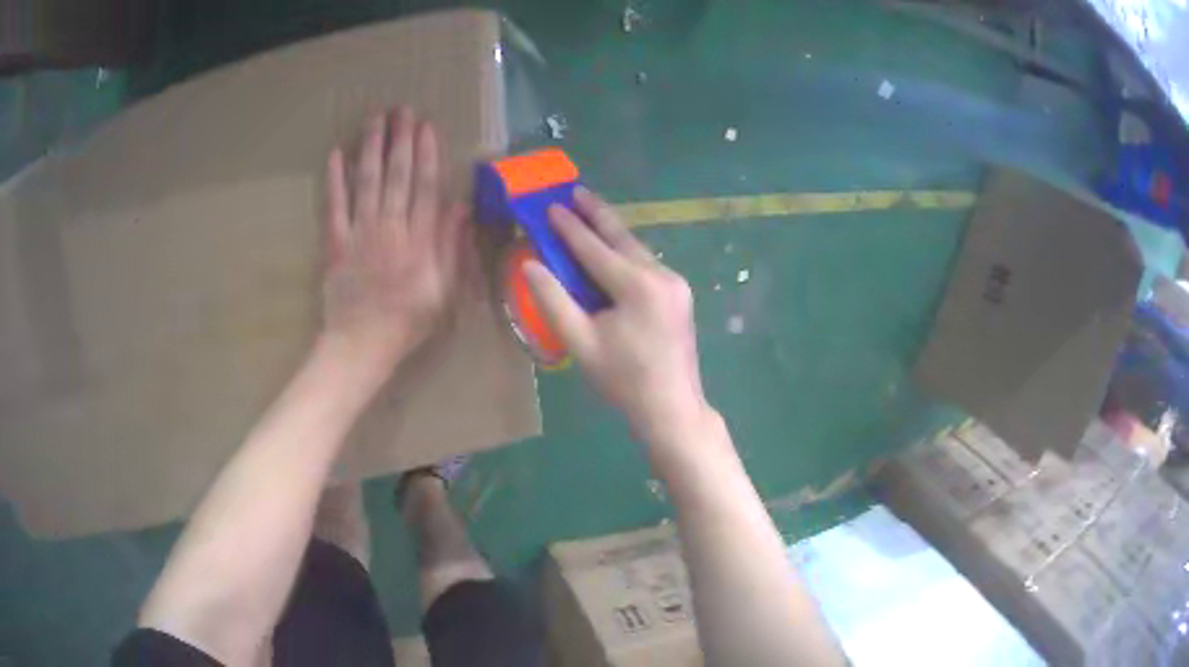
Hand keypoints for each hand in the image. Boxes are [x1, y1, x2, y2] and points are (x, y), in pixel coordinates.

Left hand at [321, 108, 468, 374]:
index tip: (428, 126)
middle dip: (400, 139)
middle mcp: (390, 228)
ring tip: (375, 118)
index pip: (426, 186)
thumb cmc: (407, 323)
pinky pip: (334, 205)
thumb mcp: (444, 293)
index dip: (428, 153)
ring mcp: (360, 233)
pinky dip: (334, 179)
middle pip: (397, 175)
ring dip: (371, 147)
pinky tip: (335, 154)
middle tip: (402, 109)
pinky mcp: (335, 242)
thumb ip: (452, 249)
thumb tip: (460, 208)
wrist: (360, 345)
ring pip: (367, 181)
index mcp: (420, 241)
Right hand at [524, 188, 709, 443]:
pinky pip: (646, 264)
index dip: (569, 227)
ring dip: (612, 232)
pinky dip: (625, 253)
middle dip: (597, 213)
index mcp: (637, 286)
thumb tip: (530, 265)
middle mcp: (661, 275)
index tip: (550, 206)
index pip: (595, 248)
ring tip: (589, 212)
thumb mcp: (580, 343)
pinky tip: (612, 250)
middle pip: (622, 238)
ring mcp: (676, 283)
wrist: (672, 406)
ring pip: (637, 249)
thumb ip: (553, 301)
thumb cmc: (623, 379)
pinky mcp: (680, 294)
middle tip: (576, 191)